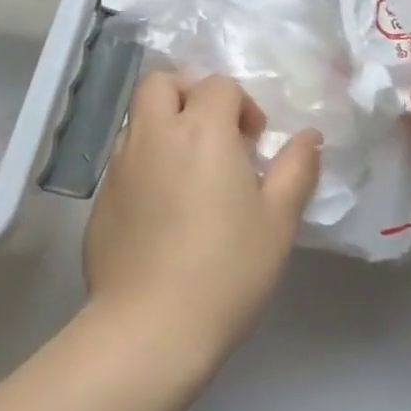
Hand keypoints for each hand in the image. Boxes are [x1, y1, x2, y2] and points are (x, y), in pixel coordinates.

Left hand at [85, 71, 321, 362]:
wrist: (151, 327)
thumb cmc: (227, 269)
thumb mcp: (278, 220)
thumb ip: (296, 169)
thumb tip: (310, 136)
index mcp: (201, 130)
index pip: (218, 85)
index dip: (241, 105)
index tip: (253, 145)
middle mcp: (154, 134)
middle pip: (161, 82)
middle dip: (188, 93)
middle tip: (212, 133)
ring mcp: (120, 165)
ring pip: (139, 119)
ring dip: (165, 126)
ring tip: (189, 172)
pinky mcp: (100, 198)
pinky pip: (124, 159)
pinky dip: (146, 162)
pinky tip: (163, 209)